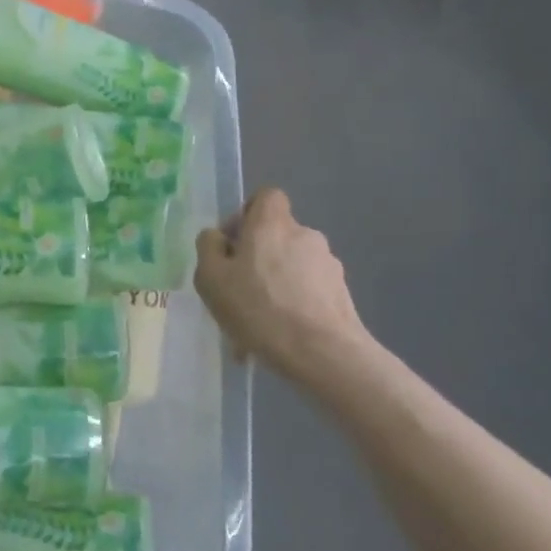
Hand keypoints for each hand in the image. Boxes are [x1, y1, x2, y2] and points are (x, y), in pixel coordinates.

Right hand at [194, 189, 372, 378]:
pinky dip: (291, 307)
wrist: (322, 352)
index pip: (266, 197)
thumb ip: (208, 248)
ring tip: (255, 325)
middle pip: (276, 235)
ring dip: (273, 286)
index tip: (233, 244)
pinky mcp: (341, 293)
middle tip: (237, 292)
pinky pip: (306, 293)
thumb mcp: (211, 278)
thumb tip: (217, 236)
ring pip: (290, 268)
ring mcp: (328, 264)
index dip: (247, 214)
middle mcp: (304, 234)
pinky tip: (277, 337)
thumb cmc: (258, 308)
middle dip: (257, 258)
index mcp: (271, 223)